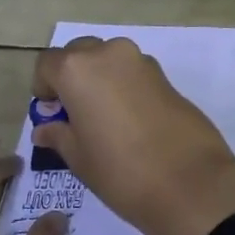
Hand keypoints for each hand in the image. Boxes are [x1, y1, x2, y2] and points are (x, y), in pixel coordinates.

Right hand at [31, 37, 234, 234]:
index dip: (44, 87)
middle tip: (75, 114)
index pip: (48, 64)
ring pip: (110, 59)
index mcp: (79, 69)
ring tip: (104, 119)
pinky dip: (125, 86)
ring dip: (101, 79)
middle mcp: (110, 54)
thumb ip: (59, 134)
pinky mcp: (167, 77)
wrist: (190, 181)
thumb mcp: (79, 157)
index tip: (51, 113)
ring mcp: (143, 62)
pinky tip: (131, 121)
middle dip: (73, 76)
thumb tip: (46, 128)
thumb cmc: (120, 171)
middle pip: (80, 53)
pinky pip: (134, 73)